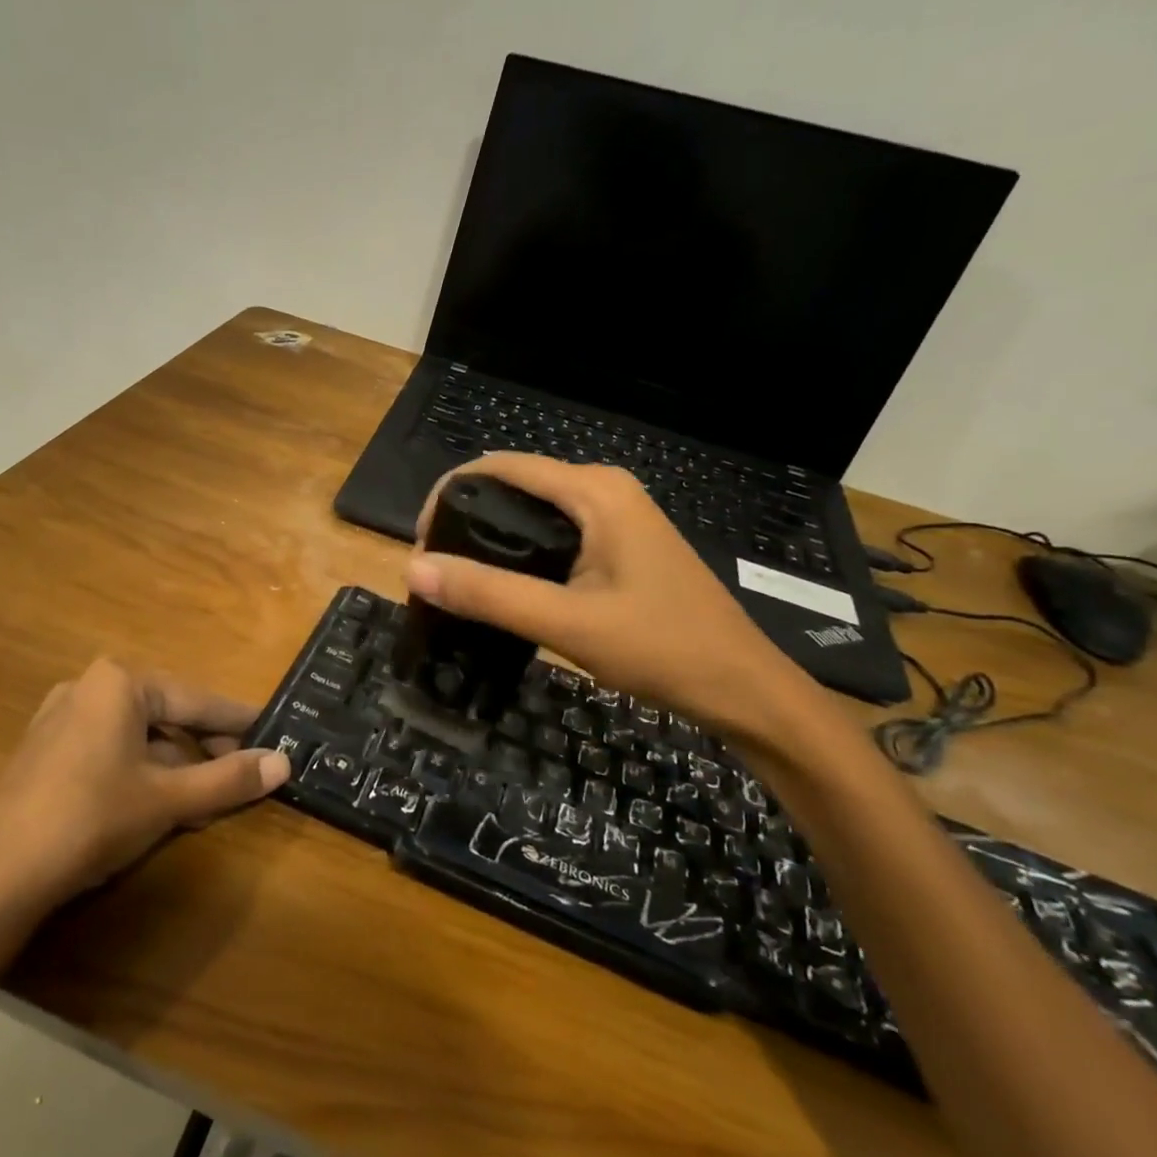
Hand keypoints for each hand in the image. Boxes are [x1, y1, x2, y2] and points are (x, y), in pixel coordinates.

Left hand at [0, 659, 288, 949]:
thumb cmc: (91, 819)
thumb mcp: (168, 799)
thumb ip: (228, 779)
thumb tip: (285, 763)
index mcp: (120, 682)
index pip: (197, 700)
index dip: (239, 720)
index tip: (274, 732)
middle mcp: (89, 687)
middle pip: (167, 715)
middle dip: (205, 747)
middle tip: (242, 774)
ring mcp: (60, 718)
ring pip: (138, 735)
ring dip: (175, 764)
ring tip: (204, 798)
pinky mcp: (44, 751)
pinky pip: (109, 750)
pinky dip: (140, 771)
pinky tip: (156, 804)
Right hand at [407, 453, 826, 747]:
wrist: (743, 688)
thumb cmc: (662, 649)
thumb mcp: (568, 623)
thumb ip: (489, 594)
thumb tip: (414, 570)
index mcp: (594, 491)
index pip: (500, 467)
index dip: (449, 494)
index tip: (422, 544)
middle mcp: (603, 490)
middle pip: (513, 484)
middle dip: (465, 517)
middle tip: (435, 571)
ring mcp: (615, 516)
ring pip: (532, 511)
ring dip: (489, 537)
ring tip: (458, 581)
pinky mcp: (619, 544)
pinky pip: (554, 532)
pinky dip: (519, 551)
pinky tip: (502, 587)